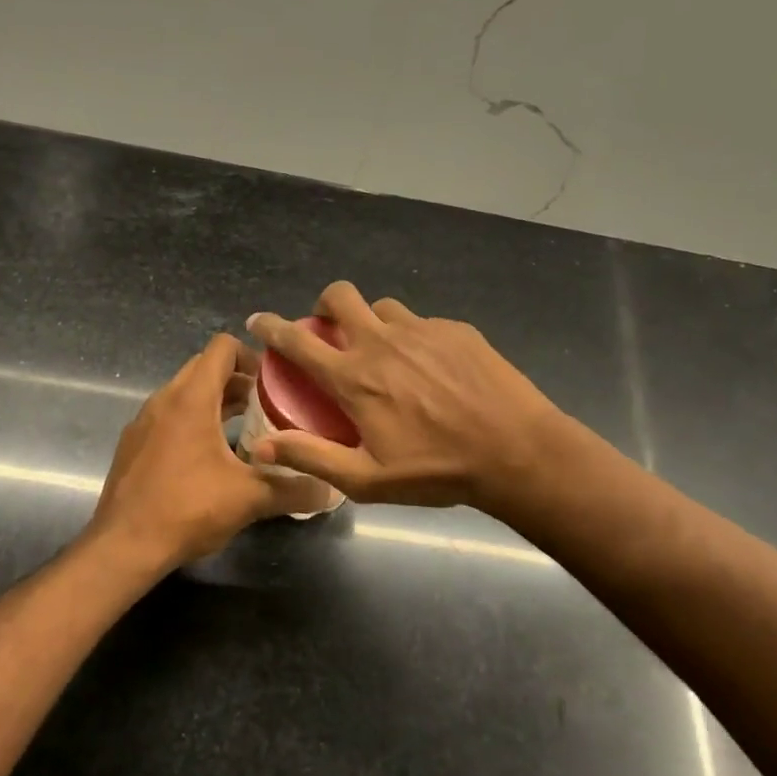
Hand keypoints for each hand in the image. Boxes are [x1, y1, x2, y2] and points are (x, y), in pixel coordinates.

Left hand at [91, 334, 320, 571]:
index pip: (222, 348)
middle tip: (267, 406)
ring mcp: (144, 422)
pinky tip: (211, 458)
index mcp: (191, 398)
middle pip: (204, 368)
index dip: (252, 356)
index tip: (275, 382)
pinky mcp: (133, 445)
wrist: (123, 546)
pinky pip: (169, 417)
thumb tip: (330, 489)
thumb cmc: (187, 508)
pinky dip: (193, 422)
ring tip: (246, 431)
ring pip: (185, 394)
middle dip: (238, 381)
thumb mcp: (249, 499)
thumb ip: (293, 489)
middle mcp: (164, 400)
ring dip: (216, 402)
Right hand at [246, 282, 574, 512]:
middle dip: (326, 304)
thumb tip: (261, 446)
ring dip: (372, 322)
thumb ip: (311, 457)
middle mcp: (382, 343)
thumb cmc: (436, 471)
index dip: (272, 327)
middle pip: (341, 296)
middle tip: (331, 329)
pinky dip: (414, 339)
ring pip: (383, 308)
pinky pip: (423, 323)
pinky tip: (433, 370)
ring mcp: (422, 330)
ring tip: (386, 353)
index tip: (259, 320)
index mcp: (354, 377)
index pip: (298, 340)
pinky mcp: (456, 330)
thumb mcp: (367, 479)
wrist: (517, 452)